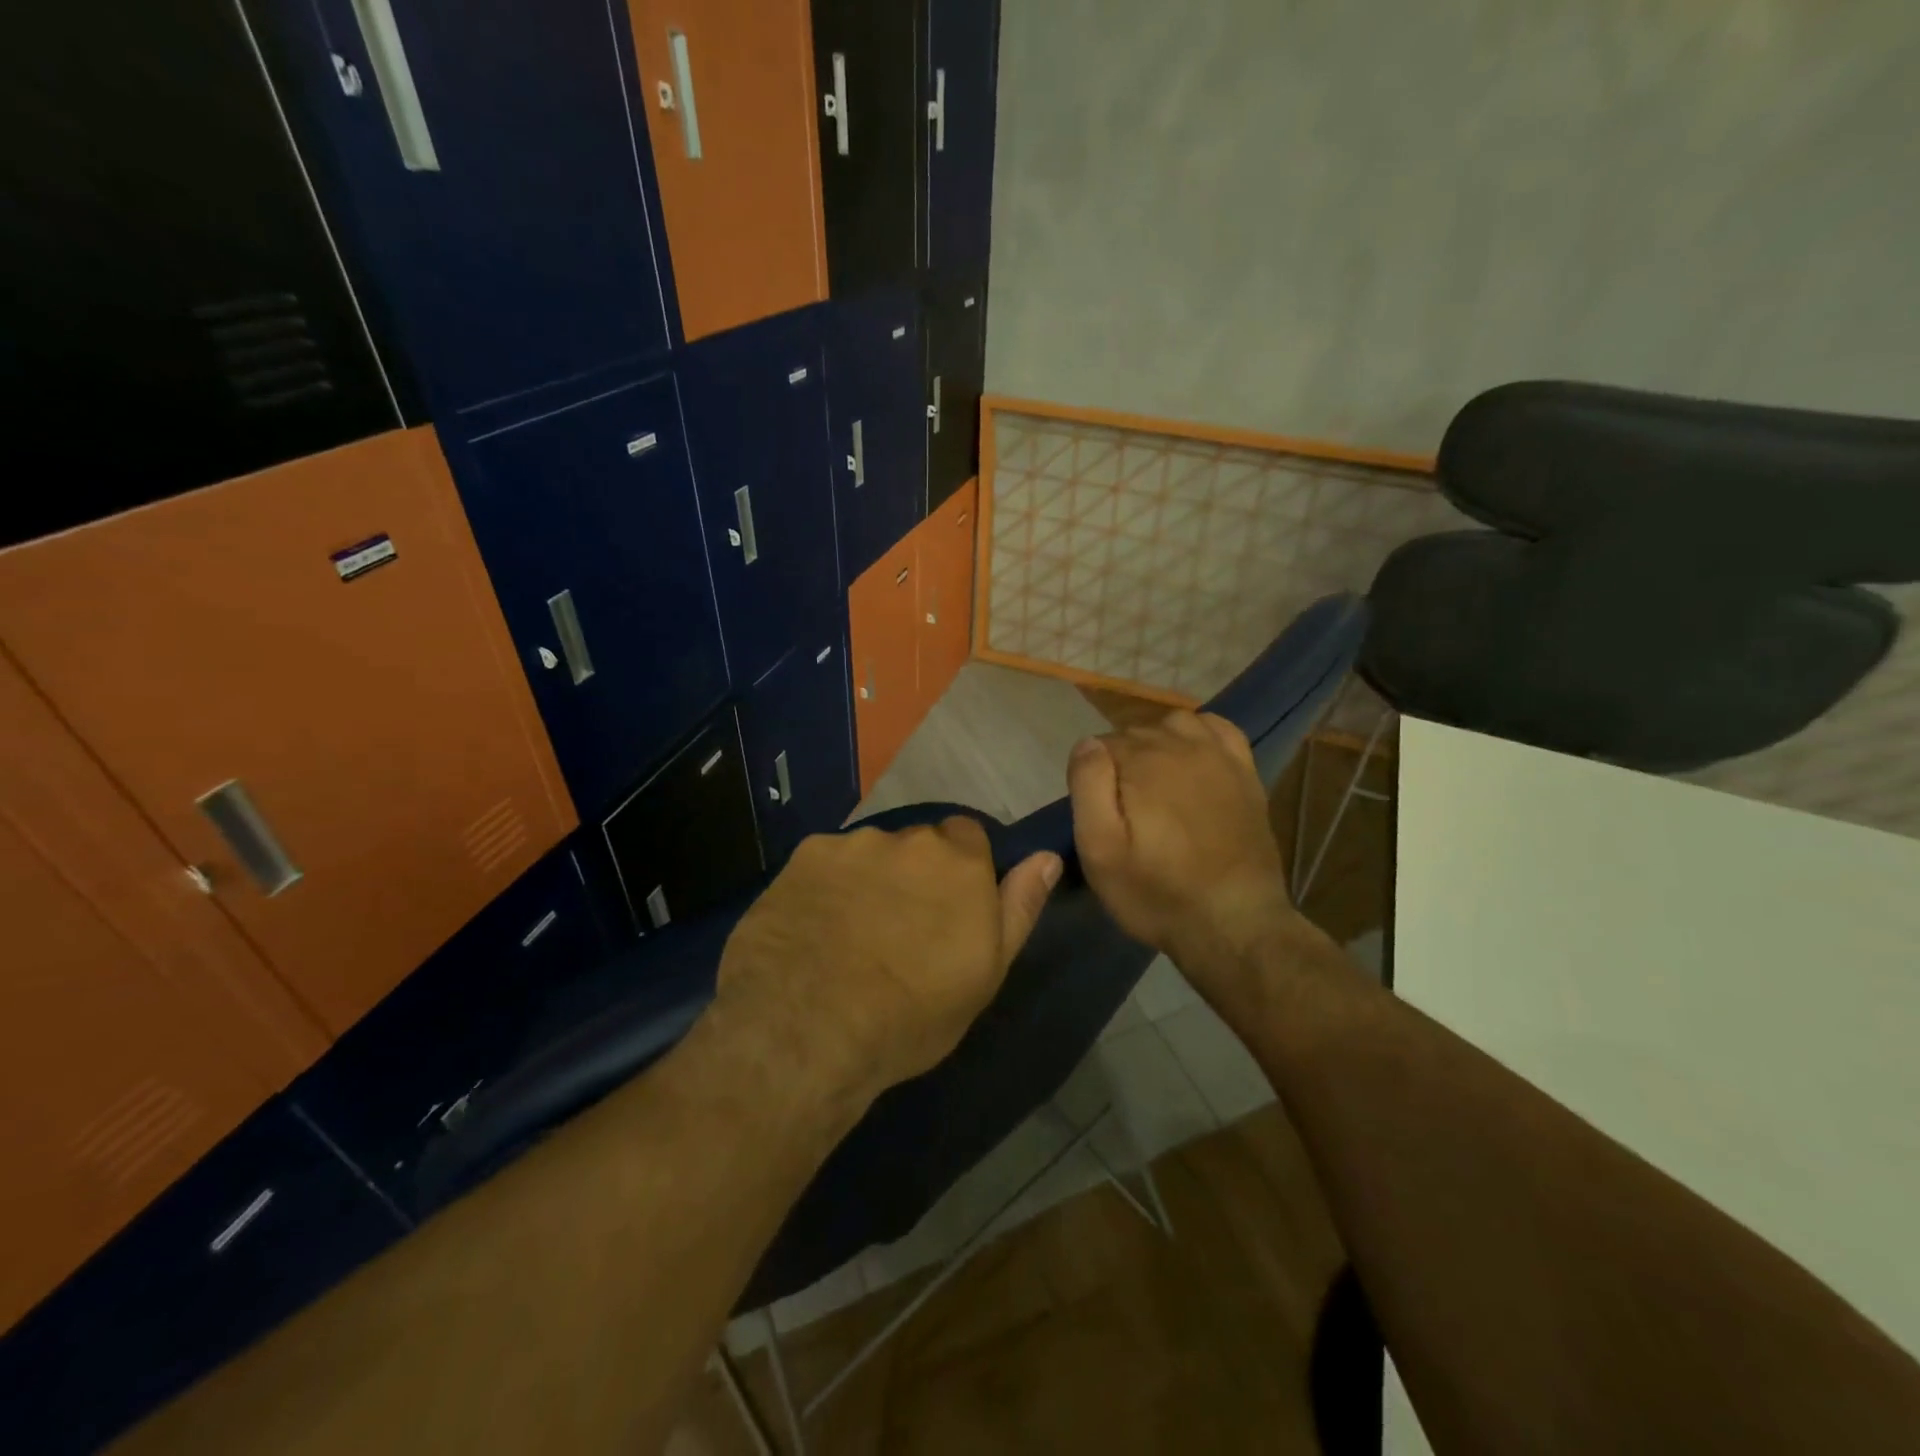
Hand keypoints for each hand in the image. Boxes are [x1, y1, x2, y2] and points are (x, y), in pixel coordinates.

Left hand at [715, 819, 1061, 1107]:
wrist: (809, 1028)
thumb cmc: (913, 1013)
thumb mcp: (985, 972)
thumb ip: (1019, 906)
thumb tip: (1048, 856)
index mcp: (959, 861)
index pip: (969, 834)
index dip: (961, 866)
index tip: (950, 904)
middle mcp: (908, 838)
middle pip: (917, 843)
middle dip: (914, 872)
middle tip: (899, 925)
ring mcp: (852, 844)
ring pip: (869, 853)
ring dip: (869, 878)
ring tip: (850, 930)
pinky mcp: (803, 856)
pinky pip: (826, 863)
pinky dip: (826, 885)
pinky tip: (813, 925)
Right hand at [1068, 712, 1300, 993]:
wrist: (1234, 924)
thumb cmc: (1156, 893)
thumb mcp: (1100, 850)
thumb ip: (1088, 788)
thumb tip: (1088, 743)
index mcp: (1141, 761)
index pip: (1100, 745)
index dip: (1093, 778)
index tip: (1100, 814)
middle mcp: (1181, 745)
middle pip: (1136, 733)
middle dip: (1122, 763)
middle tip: (1124, 812)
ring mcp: (1219, 756)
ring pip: (1174, 724)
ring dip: (1157, 743)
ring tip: (1152, 784)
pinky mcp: (1245, 772)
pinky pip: (1218, 729)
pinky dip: (1199, 734)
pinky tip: (1192, 759)